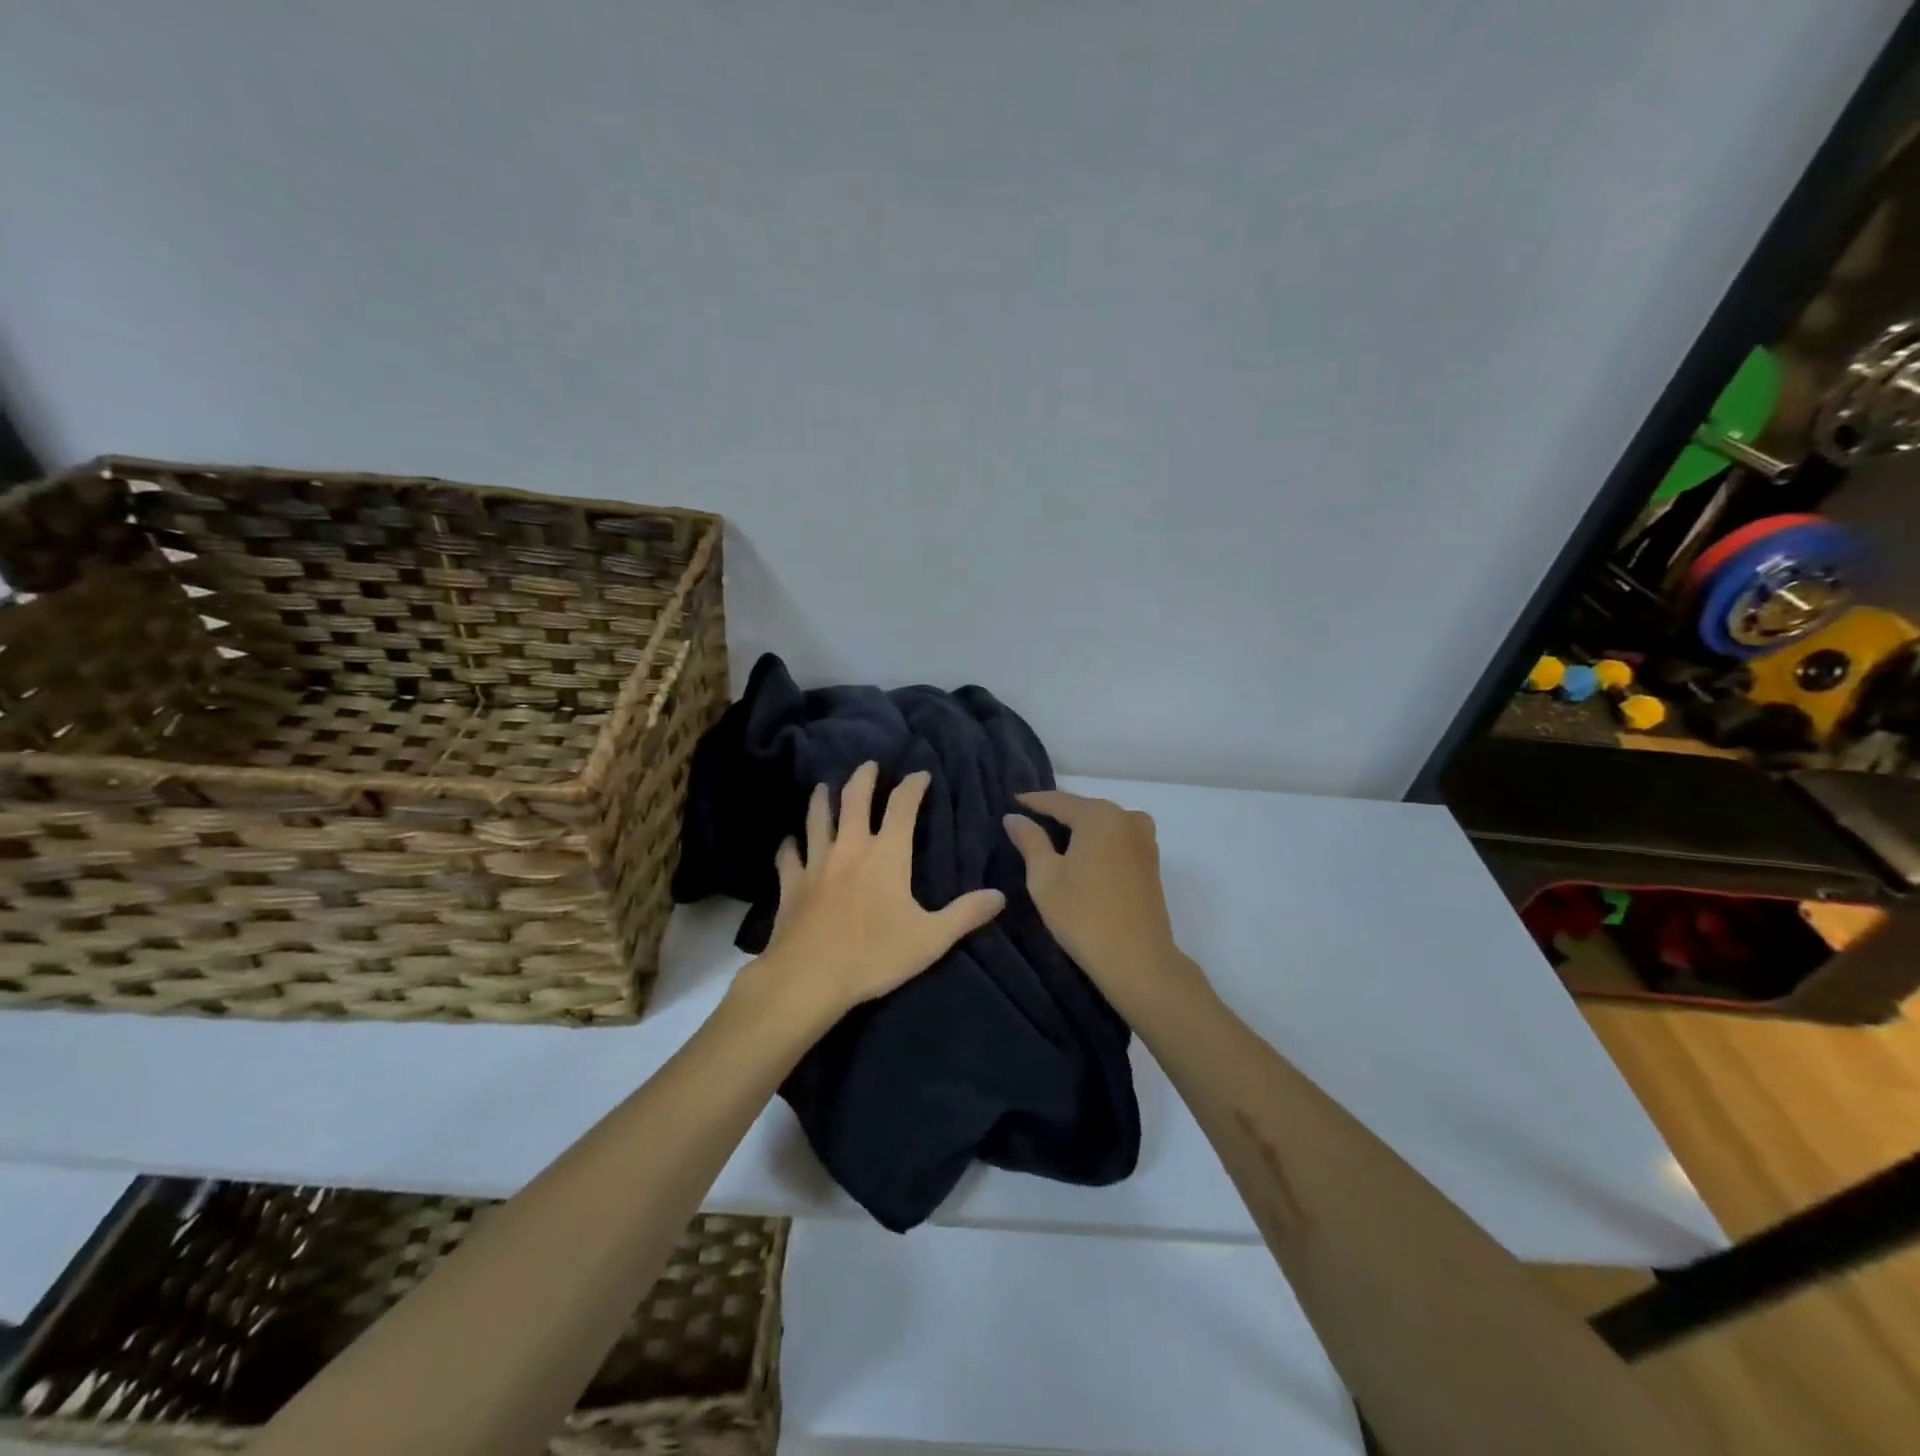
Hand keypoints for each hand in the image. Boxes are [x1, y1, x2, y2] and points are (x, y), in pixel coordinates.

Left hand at [753, 761, 1005, 1017]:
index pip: (902, 807)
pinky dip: (790, 845)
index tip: (920, 774)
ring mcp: (816, 863)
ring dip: (822, 800)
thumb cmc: (874, 956)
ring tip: (824, 786)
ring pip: (817, 819)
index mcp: (886, 855)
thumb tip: (1000, 895)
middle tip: (869, 765)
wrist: (808, 978)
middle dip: (864, 778)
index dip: (912, 786)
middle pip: (854, 800)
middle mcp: (850, 848)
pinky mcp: (791, 884)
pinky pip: (789, 856)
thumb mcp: (930, 939)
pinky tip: (790, 841)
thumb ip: (965, 915)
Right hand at [1004, 789, 1204, 1007]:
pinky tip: (1082, 855)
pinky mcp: (1151, 862)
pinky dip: (1097, 842)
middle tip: (1029, 819)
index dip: (1033, 801)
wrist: (1138, 960)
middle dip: (1057, 813)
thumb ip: (1030, 840)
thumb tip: (1014, 817)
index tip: (1011, 802)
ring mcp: (1144, 840)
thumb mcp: (1045, 877)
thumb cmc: (1083, 915)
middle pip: (1084, 809)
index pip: (1058, 801)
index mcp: (1100, 816)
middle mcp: (1127, 818)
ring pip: (1103, 824)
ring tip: (1053, 838)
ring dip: (1079, 828)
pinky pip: (1117, 839)